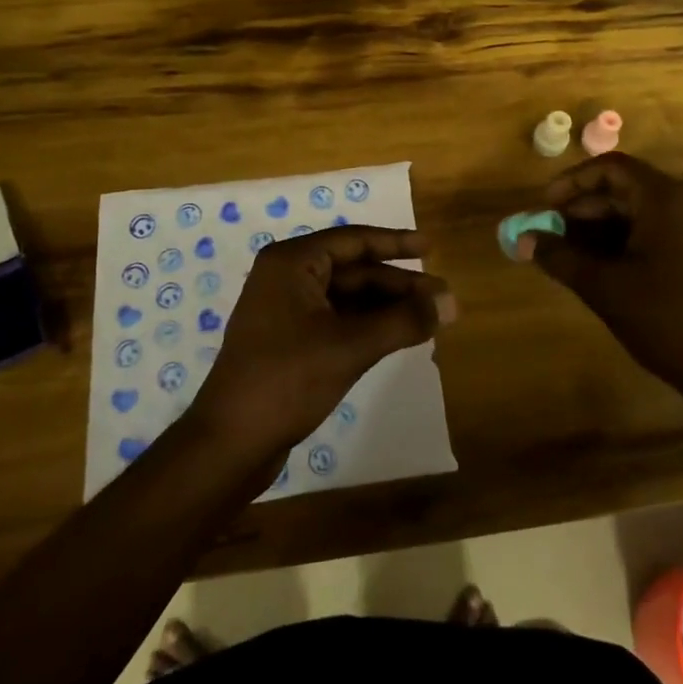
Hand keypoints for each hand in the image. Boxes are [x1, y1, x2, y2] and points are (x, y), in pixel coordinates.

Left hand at [189, 226, 455, 468]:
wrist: (230, 442)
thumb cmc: (287, 379)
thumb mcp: (351, 346)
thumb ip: (403, 321)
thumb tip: (452, 303)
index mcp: (292, 262)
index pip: (354, 240)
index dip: (396, 242)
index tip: (431, 246)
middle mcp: (286, 277)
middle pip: (353, 270)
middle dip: (398, 284)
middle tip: (442, 298)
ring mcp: (286, 310)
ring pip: (347, 298)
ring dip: (386, 307)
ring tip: (429, 319)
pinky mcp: (289, 341)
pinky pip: (337, 320)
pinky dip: (368, 326)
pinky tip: (397, 336)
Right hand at [528, 153, 682, 396]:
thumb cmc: (665, 321)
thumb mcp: (604, 287)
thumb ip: (559, 257)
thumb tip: (522, 239)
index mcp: (666, 200)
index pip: (612, 167)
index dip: (573, 181)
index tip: (546, 206)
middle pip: (627, 187)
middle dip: (585, 207)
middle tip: (553, 233)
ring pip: (642, 210)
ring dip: (604, 225)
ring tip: (572, 253)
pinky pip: (660, 228)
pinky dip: (628, 238)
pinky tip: (605, 266)